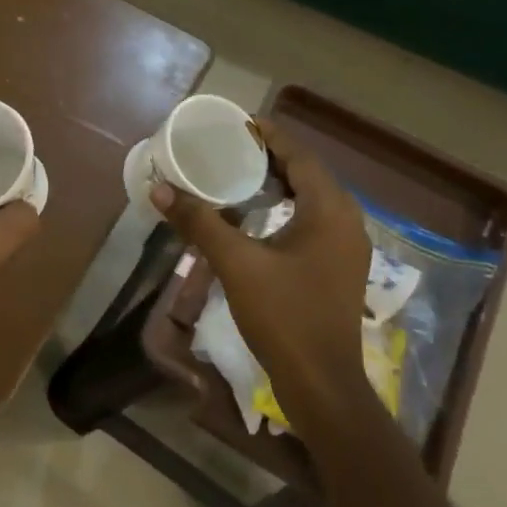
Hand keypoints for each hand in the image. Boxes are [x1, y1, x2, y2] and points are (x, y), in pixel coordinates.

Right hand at [152, 117, 369, 403]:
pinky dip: (286, 210)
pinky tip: (258, 219)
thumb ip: (200, 223)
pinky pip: (313, 223)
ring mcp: (346, 248)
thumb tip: (160, 190)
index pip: (301, 157)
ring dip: (280, 185)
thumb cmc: (284, 316)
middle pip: (308, 175)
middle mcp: (346, 222)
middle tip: (232, 148)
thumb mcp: (237, 265)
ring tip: (240, 176)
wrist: (321, 383)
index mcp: (330, 211)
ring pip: (312, 201)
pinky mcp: (338, 269)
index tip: (239, 123)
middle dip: (272, 158)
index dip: (271, 137)